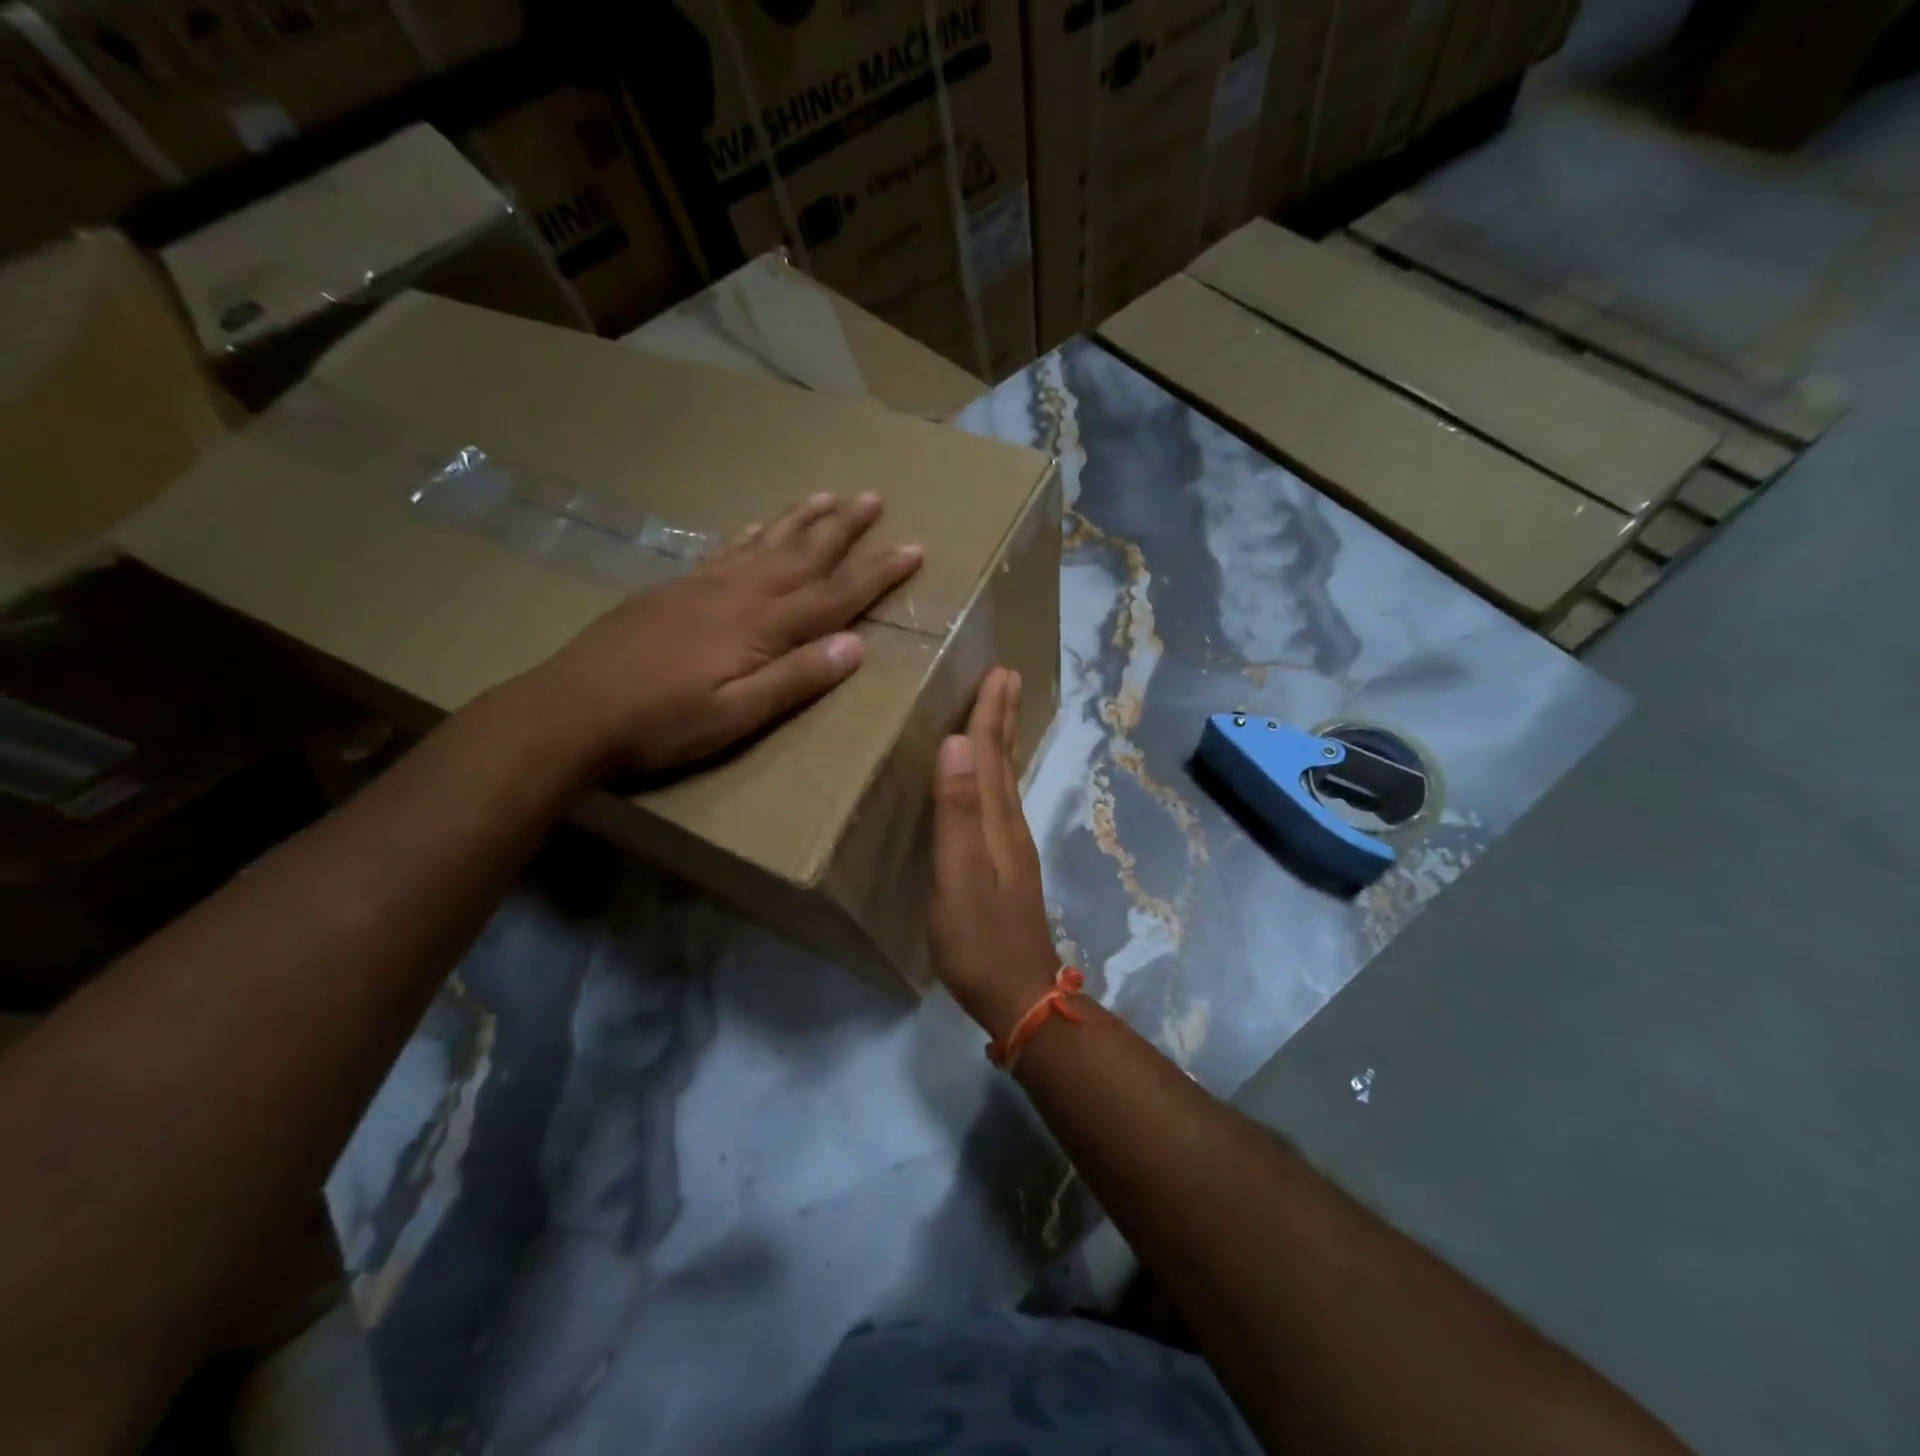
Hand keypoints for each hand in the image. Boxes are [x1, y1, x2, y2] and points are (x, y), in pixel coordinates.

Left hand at [530, 491, 921, 774]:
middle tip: (874, 497)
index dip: (878, 572)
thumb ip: (797, 679)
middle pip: (804, 553)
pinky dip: (750, 534)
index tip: (914, 548)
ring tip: (828, 495)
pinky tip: (757, 525)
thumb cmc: (662, 722)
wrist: (572, 709)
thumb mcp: (737, 715)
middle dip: (844, 527)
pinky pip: (725, 550)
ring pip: (766, 542)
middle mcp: (740, 593)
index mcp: (762, 626)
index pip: (836, 594)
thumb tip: (857, 646)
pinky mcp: (676, 588)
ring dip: (801, 519)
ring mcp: (705, 585)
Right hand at [928, 667, 1061, 1039]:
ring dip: (1000, 743)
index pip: (990, 754)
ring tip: (997, 714)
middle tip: (1006, 677)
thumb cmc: (979, 939)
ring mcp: (1011, 848)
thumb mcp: (960, 875)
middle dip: (1002, 717)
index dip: (990, 712)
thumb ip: (957, 811)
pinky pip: (1000, 803)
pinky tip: (989, 783)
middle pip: (1005, 761)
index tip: (998, 671)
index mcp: (997, 821)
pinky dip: (995, 776)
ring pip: (1005, 780)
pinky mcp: (1006, 867)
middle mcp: (1009, 826)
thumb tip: (955, 743)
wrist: (1019, 995)